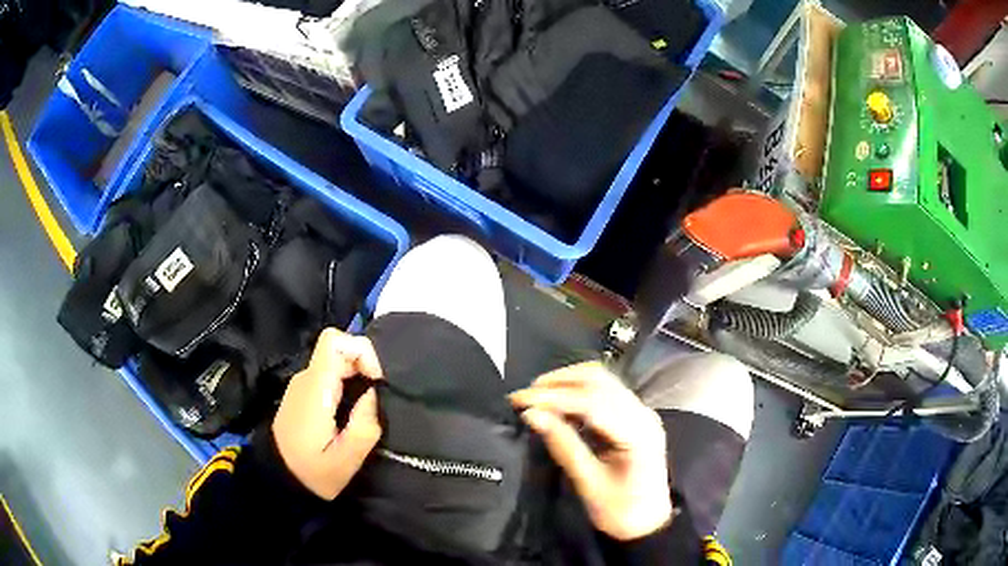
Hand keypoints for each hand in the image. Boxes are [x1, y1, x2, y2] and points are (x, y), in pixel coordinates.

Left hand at [272, 328, 383, 499]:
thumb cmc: (312, 473)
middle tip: (377, 402)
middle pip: (339, 349)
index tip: (377, 381)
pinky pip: (330, 376)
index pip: (334, 341)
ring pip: (336, 363)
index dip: (363, 351)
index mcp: (315, 388)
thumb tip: (374, 394)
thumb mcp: (346, 461)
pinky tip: (351, 415)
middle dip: (365, 368)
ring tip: (366, 412)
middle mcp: (306, 379)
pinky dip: (348, 386)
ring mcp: (302, 385)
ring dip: (358, 378)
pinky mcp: (303, 394)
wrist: (278, 480)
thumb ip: (364, 426)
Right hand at [510, 362, 672, 540]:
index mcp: (637, 433)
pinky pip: (605, 391)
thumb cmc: (621, 511)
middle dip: (558, 382)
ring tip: (537, 395)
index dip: (553, 397)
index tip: (520, 399)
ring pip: (602, 380)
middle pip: (600, 381)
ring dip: (568, 382)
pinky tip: (558, 403)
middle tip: (525, 395)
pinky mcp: (633, 416)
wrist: (649, 524)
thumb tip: (532, 415)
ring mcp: (641, 412)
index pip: (592, 402)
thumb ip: (563, 446)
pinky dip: (578, 391)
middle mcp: (642, 414)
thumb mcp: (589, 484)